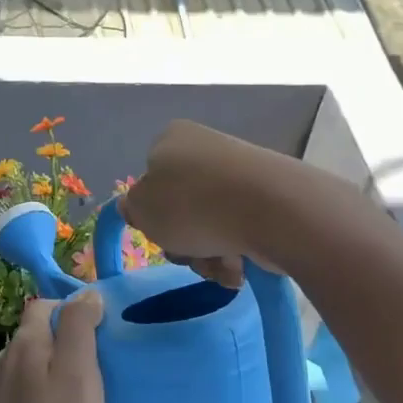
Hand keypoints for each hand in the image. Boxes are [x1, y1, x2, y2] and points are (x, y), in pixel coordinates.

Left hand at [0, 293, 105, 402]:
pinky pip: (26, 393)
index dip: (74, 311)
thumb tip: (87, 293)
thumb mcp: (78, 374)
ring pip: (32, 365)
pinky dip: (45, 396)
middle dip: (67, 341)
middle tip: (101, 366)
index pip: (46, 305)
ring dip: (56, 370)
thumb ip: (79, 328)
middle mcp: (4, 360)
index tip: (103, 334)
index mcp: (24, 343)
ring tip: (86, 394)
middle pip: (38, 334)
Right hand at [119, 120, 286, 285]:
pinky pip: (239, 232)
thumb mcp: (142, 208)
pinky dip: (235, 253)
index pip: (150, 177)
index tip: (158, 229)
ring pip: (209, 225)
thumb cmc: (192, 204)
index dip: (151, 210)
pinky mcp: (269, 199)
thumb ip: (132, 208)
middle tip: (187, 250)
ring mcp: (241, 174)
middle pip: (180, 207)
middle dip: (182, 239)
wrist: (271, 210)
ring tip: (220, 262)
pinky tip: (240, 263)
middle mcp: (207, 150)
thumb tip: (135, 205)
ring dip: (207, 253)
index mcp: (172, 139)